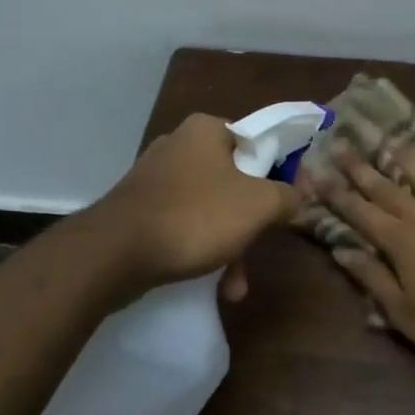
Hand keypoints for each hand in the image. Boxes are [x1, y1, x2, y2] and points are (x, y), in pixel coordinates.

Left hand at [93, 114, 297, 300]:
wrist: (114, 253)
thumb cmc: (195, 216)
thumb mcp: (258, 206)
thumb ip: (287, 196)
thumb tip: (300, 194)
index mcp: (208, 130)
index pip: (259, 141)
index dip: (281, 171)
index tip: (291, 203)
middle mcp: (180, 145)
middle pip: (236, 179)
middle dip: (252, 222)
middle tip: (262, 245)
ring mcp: (156, 177)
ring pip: (211, 207)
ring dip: (230, 245)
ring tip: (235, 284)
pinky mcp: (139, 208)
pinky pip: (184, 224)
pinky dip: (201, 248)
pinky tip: (213, 284)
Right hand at [310, 143, 414, 368]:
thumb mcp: (404, 314)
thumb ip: (372, 278)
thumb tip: (340, 250)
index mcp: (400, 243)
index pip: (360, 213)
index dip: (337, 193)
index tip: (317, 172)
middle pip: (387, 187)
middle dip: (360, 167)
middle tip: (341, 143)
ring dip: (404, 156)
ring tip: (387, 138)